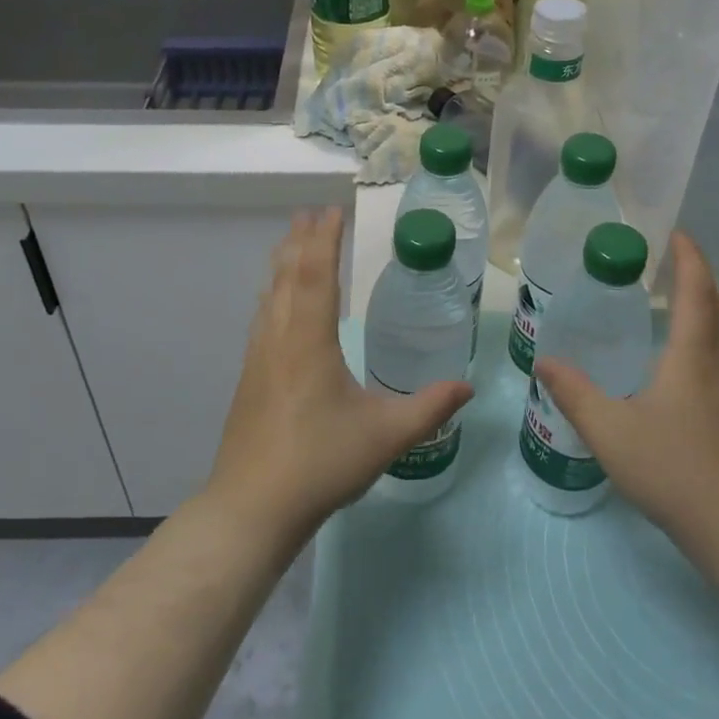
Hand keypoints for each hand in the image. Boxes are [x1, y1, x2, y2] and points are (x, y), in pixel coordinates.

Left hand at [205, 208, 471, 546]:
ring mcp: (259, 358)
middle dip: (300, 241)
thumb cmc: (320, 463)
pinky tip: (273, 302)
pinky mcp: (250, 378)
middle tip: (309, 213)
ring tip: (290, 242)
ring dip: (283, 264)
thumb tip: (468, 388)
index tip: (331, 210)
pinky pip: (262, 317)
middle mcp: (279, 338)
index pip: (317, 274)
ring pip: (270, 295)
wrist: (251, 508)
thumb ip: (430, 408)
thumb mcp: (386, 436)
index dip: (324, 239)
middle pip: (288, 276)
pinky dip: (272, 293)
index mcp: (309, 341)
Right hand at [535, 231, 718, 567]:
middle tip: (663, 260)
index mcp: (694, 355)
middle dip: (695, 275)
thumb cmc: (675, 471)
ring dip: (701, 305)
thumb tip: (545, 361)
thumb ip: (574, 393)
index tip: (672, 230)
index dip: (688, 255)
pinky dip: (701, 335)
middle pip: (716, 304)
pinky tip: (673, 360)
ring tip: (666, 299)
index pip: (696, 289)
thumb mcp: (610, 431)